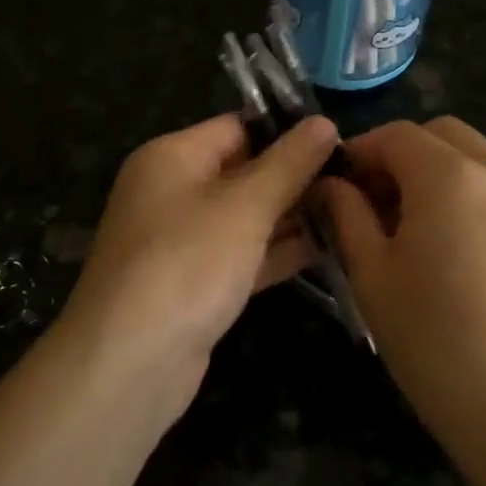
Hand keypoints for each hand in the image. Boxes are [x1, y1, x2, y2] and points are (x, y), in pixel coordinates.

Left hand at [60, 113, 339, 412]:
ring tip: (353, 210)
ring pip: (246, 216)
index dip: (287, 130)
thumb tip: (325, 122)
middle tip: (356, 178)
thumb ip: (289, 164)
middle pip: (244, 171)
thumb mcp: (245, 206)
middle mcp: (173, 192)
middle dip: (296, 176)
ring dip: (293, 215)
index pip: (237, 126)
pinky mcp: (196, 283)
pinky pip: (243, 255)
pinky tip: (328, 248)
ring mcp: (183, 241)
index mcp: (172, 157)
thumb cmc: (187, 263)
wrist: (130, 363)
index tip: (340, 139)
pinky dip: (278, 251)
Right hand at [318, 118, 485, 485]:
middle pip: (440, 135)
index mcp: (449, 176)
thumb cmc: (437, 343)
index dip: (359, 152)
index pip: (396, 135)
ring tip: (407, 229)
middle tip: (371, 204)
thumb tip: (332, 185)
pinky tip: (448, 248)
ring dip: (434, 173)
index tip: (335, 187)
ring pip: (472, 158)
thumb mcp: (373, 277)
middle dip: (399, 155)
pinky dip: (465, 194)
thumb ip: (348, 217)